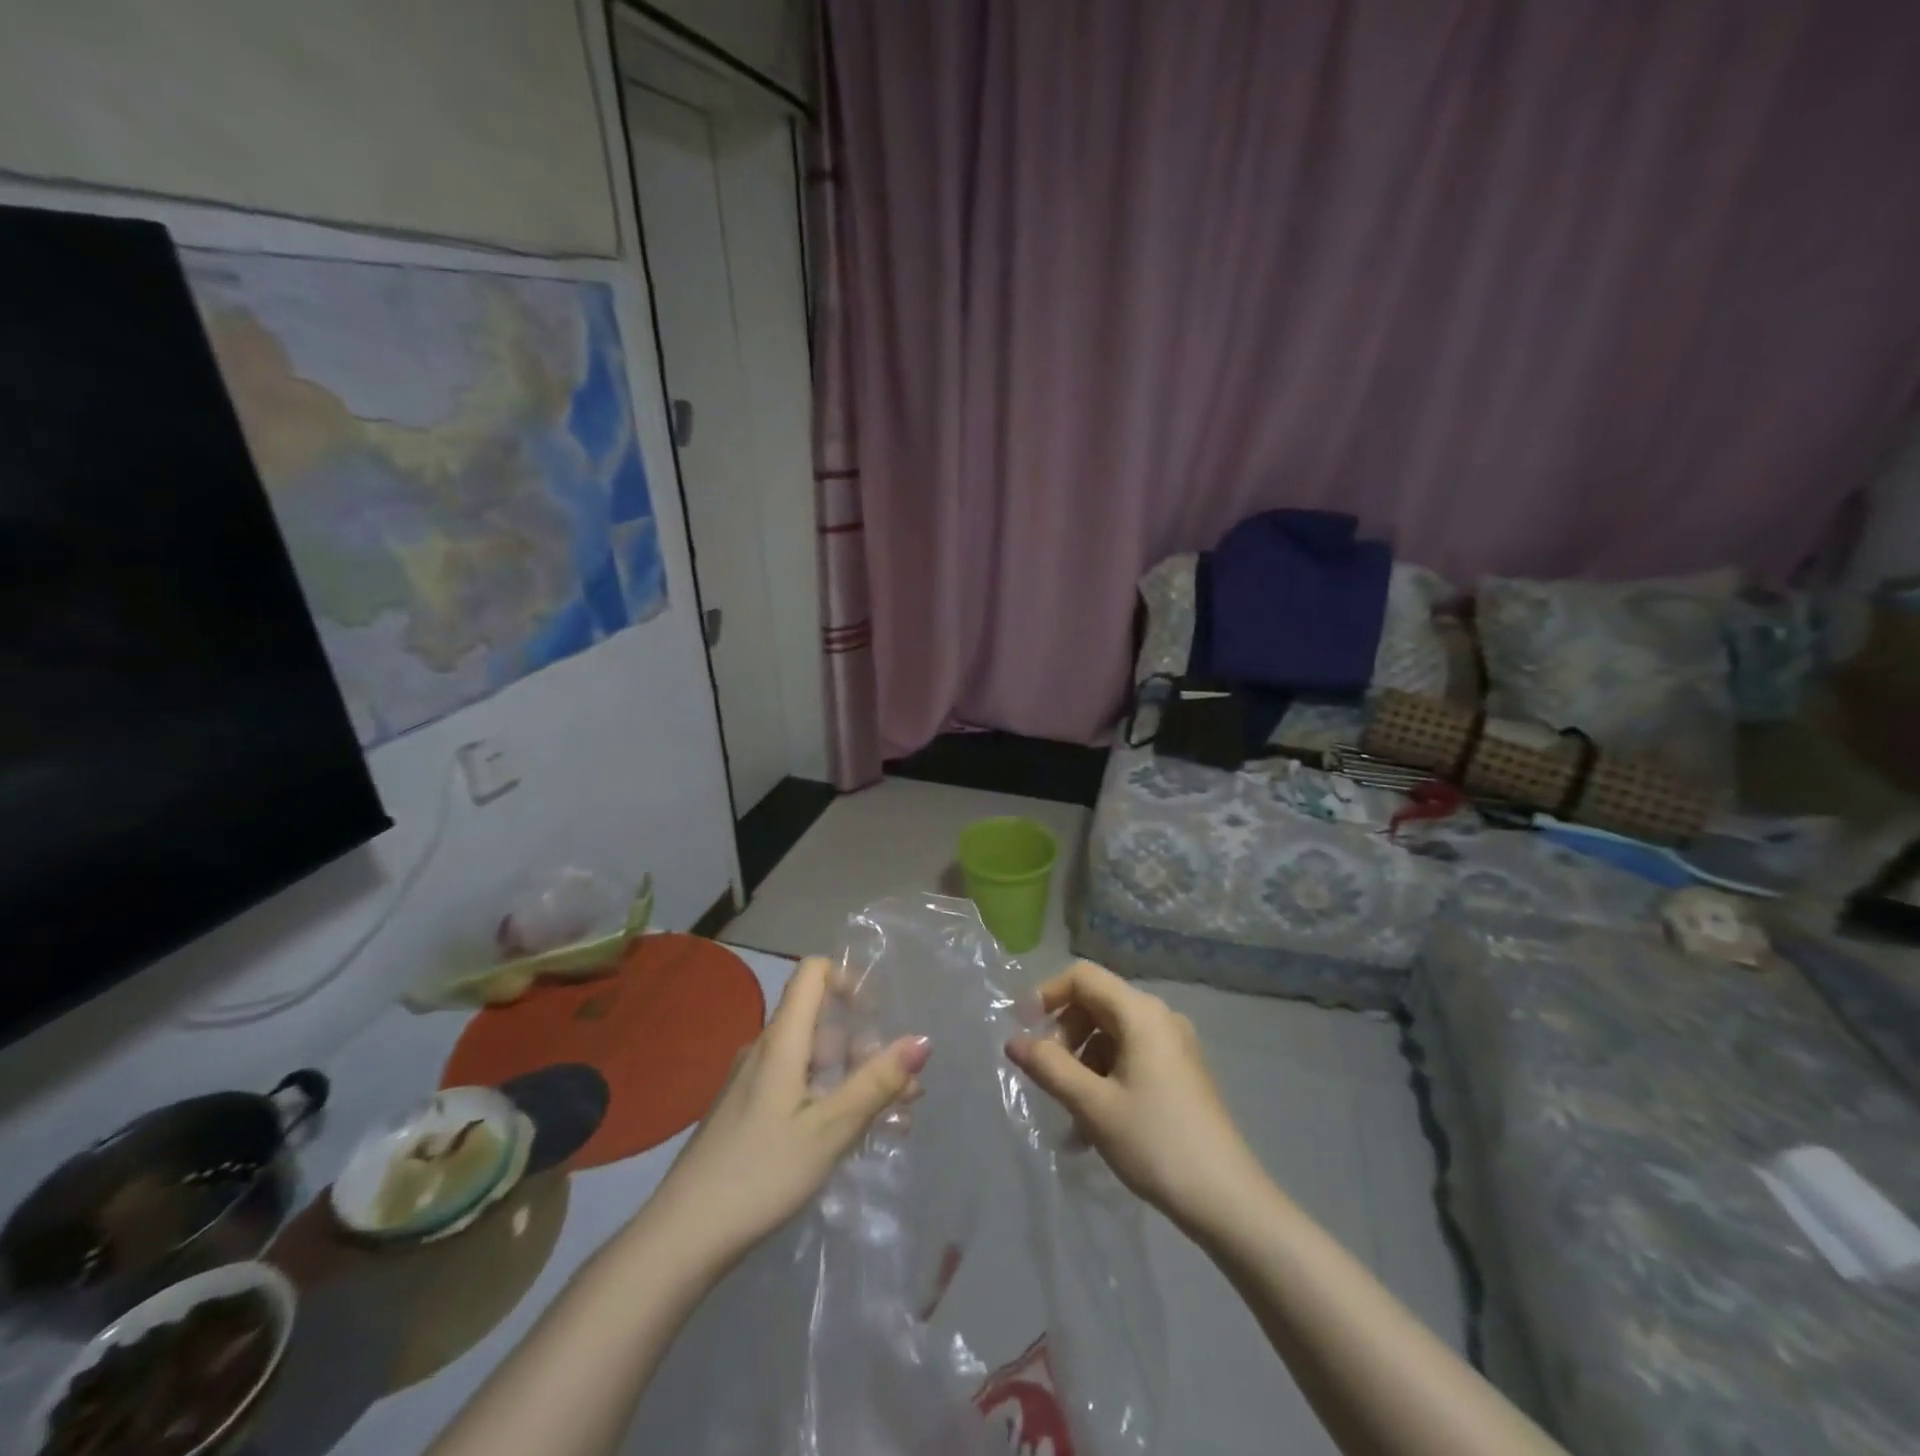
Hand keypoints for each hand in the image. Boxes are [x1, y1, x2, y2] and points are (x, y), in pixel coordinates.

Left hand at [645, 955, 929, 1266]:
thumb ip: (877, 1083)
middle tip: (905, 1092)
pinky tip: (853, 1137)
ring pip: (815, 1063)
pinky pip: (799, 1088)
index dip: (849, 979)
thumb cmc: (761, 1173)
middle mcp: (766, 1051)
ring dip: (855, 1080)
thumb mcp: (830, 1129)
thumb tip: (923, 1039)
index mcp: (782, 1041)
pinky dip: (831, 1100)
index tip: (878, 1016)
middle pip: (823, 1025)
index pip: (813, 973)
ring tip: (893, 1120)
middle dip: (868, 1049)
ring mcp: (754, 1083)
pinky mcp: (749, 1114)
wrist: (682, 1238)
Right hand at [1006, 960, 1265, 1236]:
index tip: (1023, 1030)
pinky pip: (1131, 1057)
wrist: (1227, 1200)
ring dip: (1082, 1064)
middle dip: (1064, 1035)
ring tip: (1069, 1114)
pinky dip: (1105, 1078)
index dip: (1047, 994)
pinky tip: (1093, 1125)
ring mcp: (1174, 1045)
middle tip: (1048, 1076)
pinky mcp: (1181, 1073)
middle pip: (1096, 1003)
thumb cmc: (1155, 1142)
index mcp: (1141, 1013)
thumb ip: (1048, 1067)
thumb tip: (1013, 1041)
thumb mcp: (1092, 1105)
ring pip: (1111, 1035)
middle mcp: (1160, 1017)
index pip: (1083, 977)